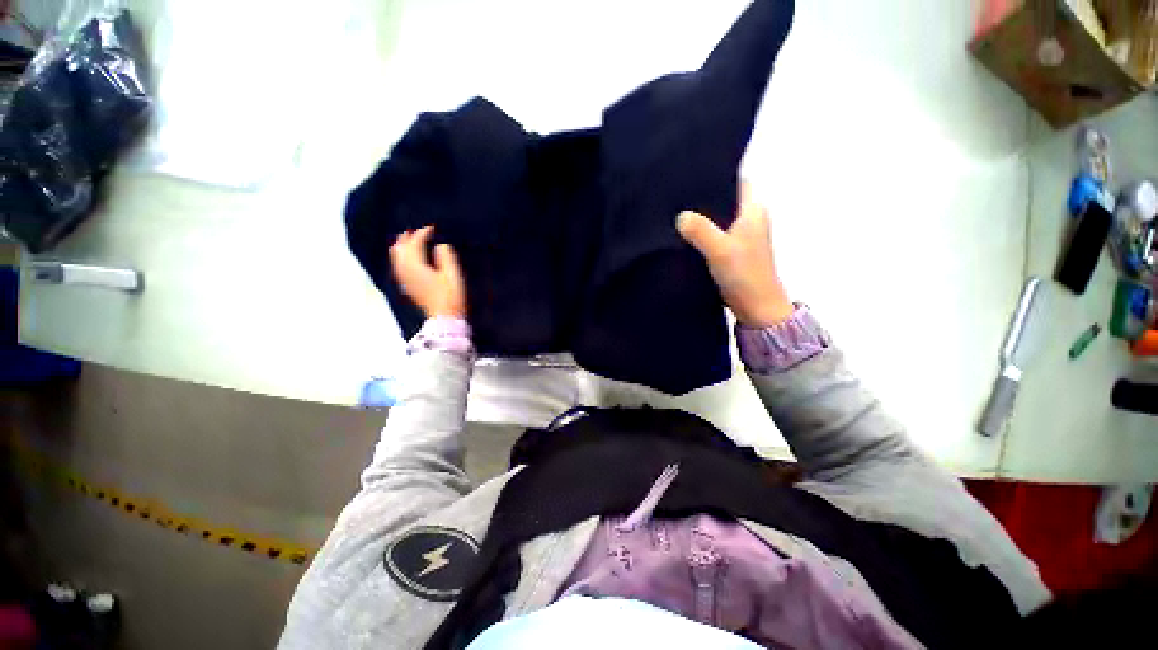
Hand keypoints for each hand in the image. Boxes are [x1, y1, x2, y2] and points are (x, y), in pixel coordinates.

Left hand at [389, 226, 466, 319]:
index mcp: (416, 265)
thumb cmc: (451, 296)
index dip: (423, 233)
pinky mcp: (407, 286)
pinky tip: (406, 259)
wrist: (444, 318)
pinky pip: (398, 266)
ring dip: (401, 246)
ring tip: (407, 240)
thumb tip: (440, 245)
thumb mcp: (453, 274)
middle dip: (407, 238)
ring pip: (396, 257)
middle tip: (416, 230)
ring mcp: (404, 279)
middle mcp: (405, 270)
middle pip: (400, 249)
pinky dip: (400, 257)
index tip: (432, 227)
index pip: (415, 243)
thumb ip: (446, 256)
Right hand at [677, 183, 793, 327]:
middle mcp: (749, 220)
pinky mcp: (732, 252)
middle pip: (725, 199)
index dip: (719, 175)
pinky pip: (714, 235)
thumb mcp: (720, 250)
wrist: (756, 307)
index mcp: (754, 211)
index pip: (738, 181)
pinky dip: (701, 234)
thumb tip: (680, 216)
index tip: (693, 175)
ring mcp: (741, 237)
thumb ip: (700, 231)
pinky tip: (684, 236)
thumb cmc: (744, 275)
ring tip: (676, 212)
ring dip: (702, 218)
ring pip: (718, 219)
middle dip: (704, 197)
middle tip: (678, 195)